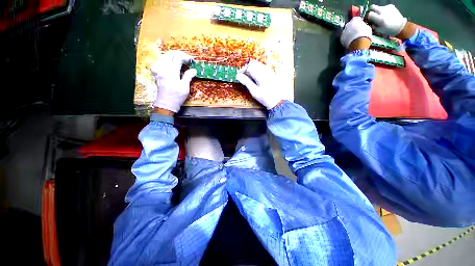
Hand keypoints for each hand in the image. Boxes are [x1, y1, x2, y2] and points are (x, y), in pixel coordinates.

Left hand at [151, 51, 196, 112]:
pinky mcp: (155, 73)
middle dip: (178, 54)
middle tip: (186, 59)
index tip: (191, 60)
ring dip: (172, 57)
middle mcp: (163, 68)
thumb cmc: (177, 96)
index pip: (178, 58)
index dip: (185, 57)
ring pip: (164, 57)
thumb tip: (193, 70)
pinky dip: (165, 60)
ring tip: (179, 61)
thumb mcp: (185, 87)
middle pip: (170, 54)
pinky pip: (159, 62)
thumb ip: (188, 76)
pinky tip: (169, 64)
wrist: (166, 103)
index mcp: (171, 71)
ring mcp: (157, 70)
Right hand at [236, 60, 283, 109]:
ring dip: (252, 69)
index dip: (243, 70)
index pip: (249, 66)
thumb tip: (238, 76)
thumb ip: (246, 82)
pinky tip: (257, 79)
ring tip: (250, 78)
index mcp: (261, 75)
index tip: (240, 75)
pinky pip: (262, 67)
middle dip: (247, 68)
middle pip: (254, 63)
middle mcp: (266, 70)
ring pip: (258, 64)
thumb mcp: (254, 92)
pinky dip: (257, 70)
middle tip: (245, 76)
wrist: (278, 101)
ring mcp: (270, 71)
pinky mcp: (272, 73)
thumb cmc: (266, 98)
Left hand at [340, 17, 371, 49]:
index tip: (360, 25)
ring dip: (348, 34)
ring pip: (346, 32)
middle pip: (349, 25)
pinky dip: (346, 39)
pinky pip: (344, 38)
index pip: (356, 19)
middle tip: (356, 32)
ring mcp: (343, 31)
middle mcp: (348, 24)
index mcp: (355, 20)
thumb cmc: (365, 35)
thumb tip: (362, 27)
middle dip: (352, 28)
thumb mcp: (367, 28)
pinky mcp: (341, 39)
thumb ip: (363, 26)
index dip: (358, 22)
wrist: (358, 43)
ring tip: (353, 38)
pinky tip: (350, 42)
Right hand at [367, 4, 406, 36]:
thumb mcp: (379, 30)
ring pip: (378, 7)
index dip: (368, 16)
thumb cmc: (389, 30)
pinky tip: (385, 14)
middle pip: (373, 7)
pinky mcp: (391, 6)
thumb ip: (373, 25)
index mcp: (380, 18)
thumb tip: (369, 22)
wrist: (401, 26)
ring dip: (378, 11)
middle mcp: (383, 11)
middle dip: (371, 11)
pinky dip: (383, 10)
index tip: (368, 19)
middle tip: (372, 15)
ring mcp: (387, 7)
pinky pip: (384, 7)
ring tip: (380, 16)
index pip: (369, 14)